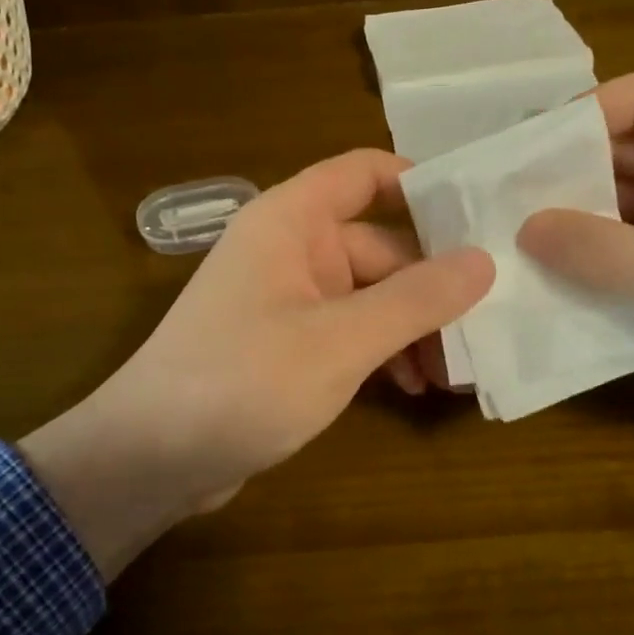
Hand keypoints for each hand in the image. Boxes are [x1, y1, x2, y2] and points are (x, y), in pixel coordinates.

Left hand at [20, 149, 492, 576]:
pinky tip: (413, 387)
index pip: (364, 173)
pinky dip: (383, 352)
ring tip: (454, 373)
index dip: (421, 184)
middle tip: (485, 327)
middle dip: (431, 286)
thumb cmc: (241, 382)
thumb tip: (484, 260)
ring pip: (369, 295)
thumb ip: (415, 299)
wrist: (148, 461)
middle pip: (379, 245)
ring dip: (412, 327)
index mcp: (292, 221)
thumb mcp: (340, 341)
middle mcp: (290, 249)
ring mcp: (287, 299)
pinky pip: (349, 331)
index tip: (478, 218)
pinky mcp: (286, 345)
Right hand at [518, 72, 633, 418]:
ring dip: (588, 222)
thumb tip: (524, 229)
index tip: (524, 155)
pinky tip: (569, 280)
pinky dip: (612, 257)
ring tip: (526, 246)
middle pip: (633, 149)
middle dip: (574, 176)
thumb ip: (603, 251)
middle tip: (510, 207)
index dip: (581, 117)